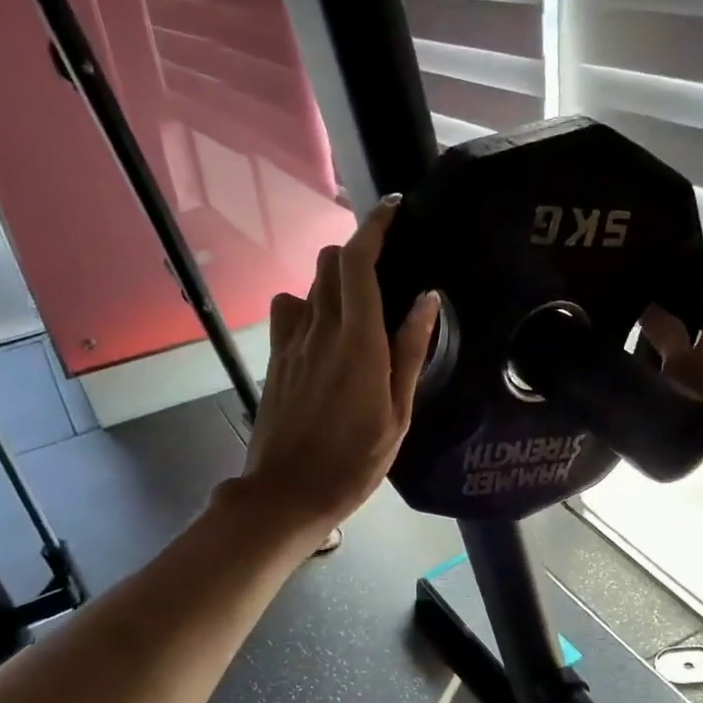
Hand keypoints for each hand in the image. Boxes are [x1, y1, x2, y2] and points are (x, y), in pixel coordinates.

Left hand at [233, 197, 438, 546]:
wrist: (289, 492)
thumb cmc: (354, 461)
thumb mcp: (397, 414)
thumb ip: (410, 352)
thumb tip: (427, 299)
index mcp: (357, 341)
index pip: (359, 261)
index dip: (375, 226)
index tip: (395, 209)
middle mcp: (319, 329)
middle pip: (330, 262)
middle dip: (358, 252)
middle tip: (387, 270)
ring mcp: (291, 342)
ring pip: (309, 284)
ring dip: (334, 280)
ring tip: (358, 305)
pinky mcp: (275, 358)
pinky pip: (289, 311)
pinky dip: (309, 306)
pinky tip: (325, 334)